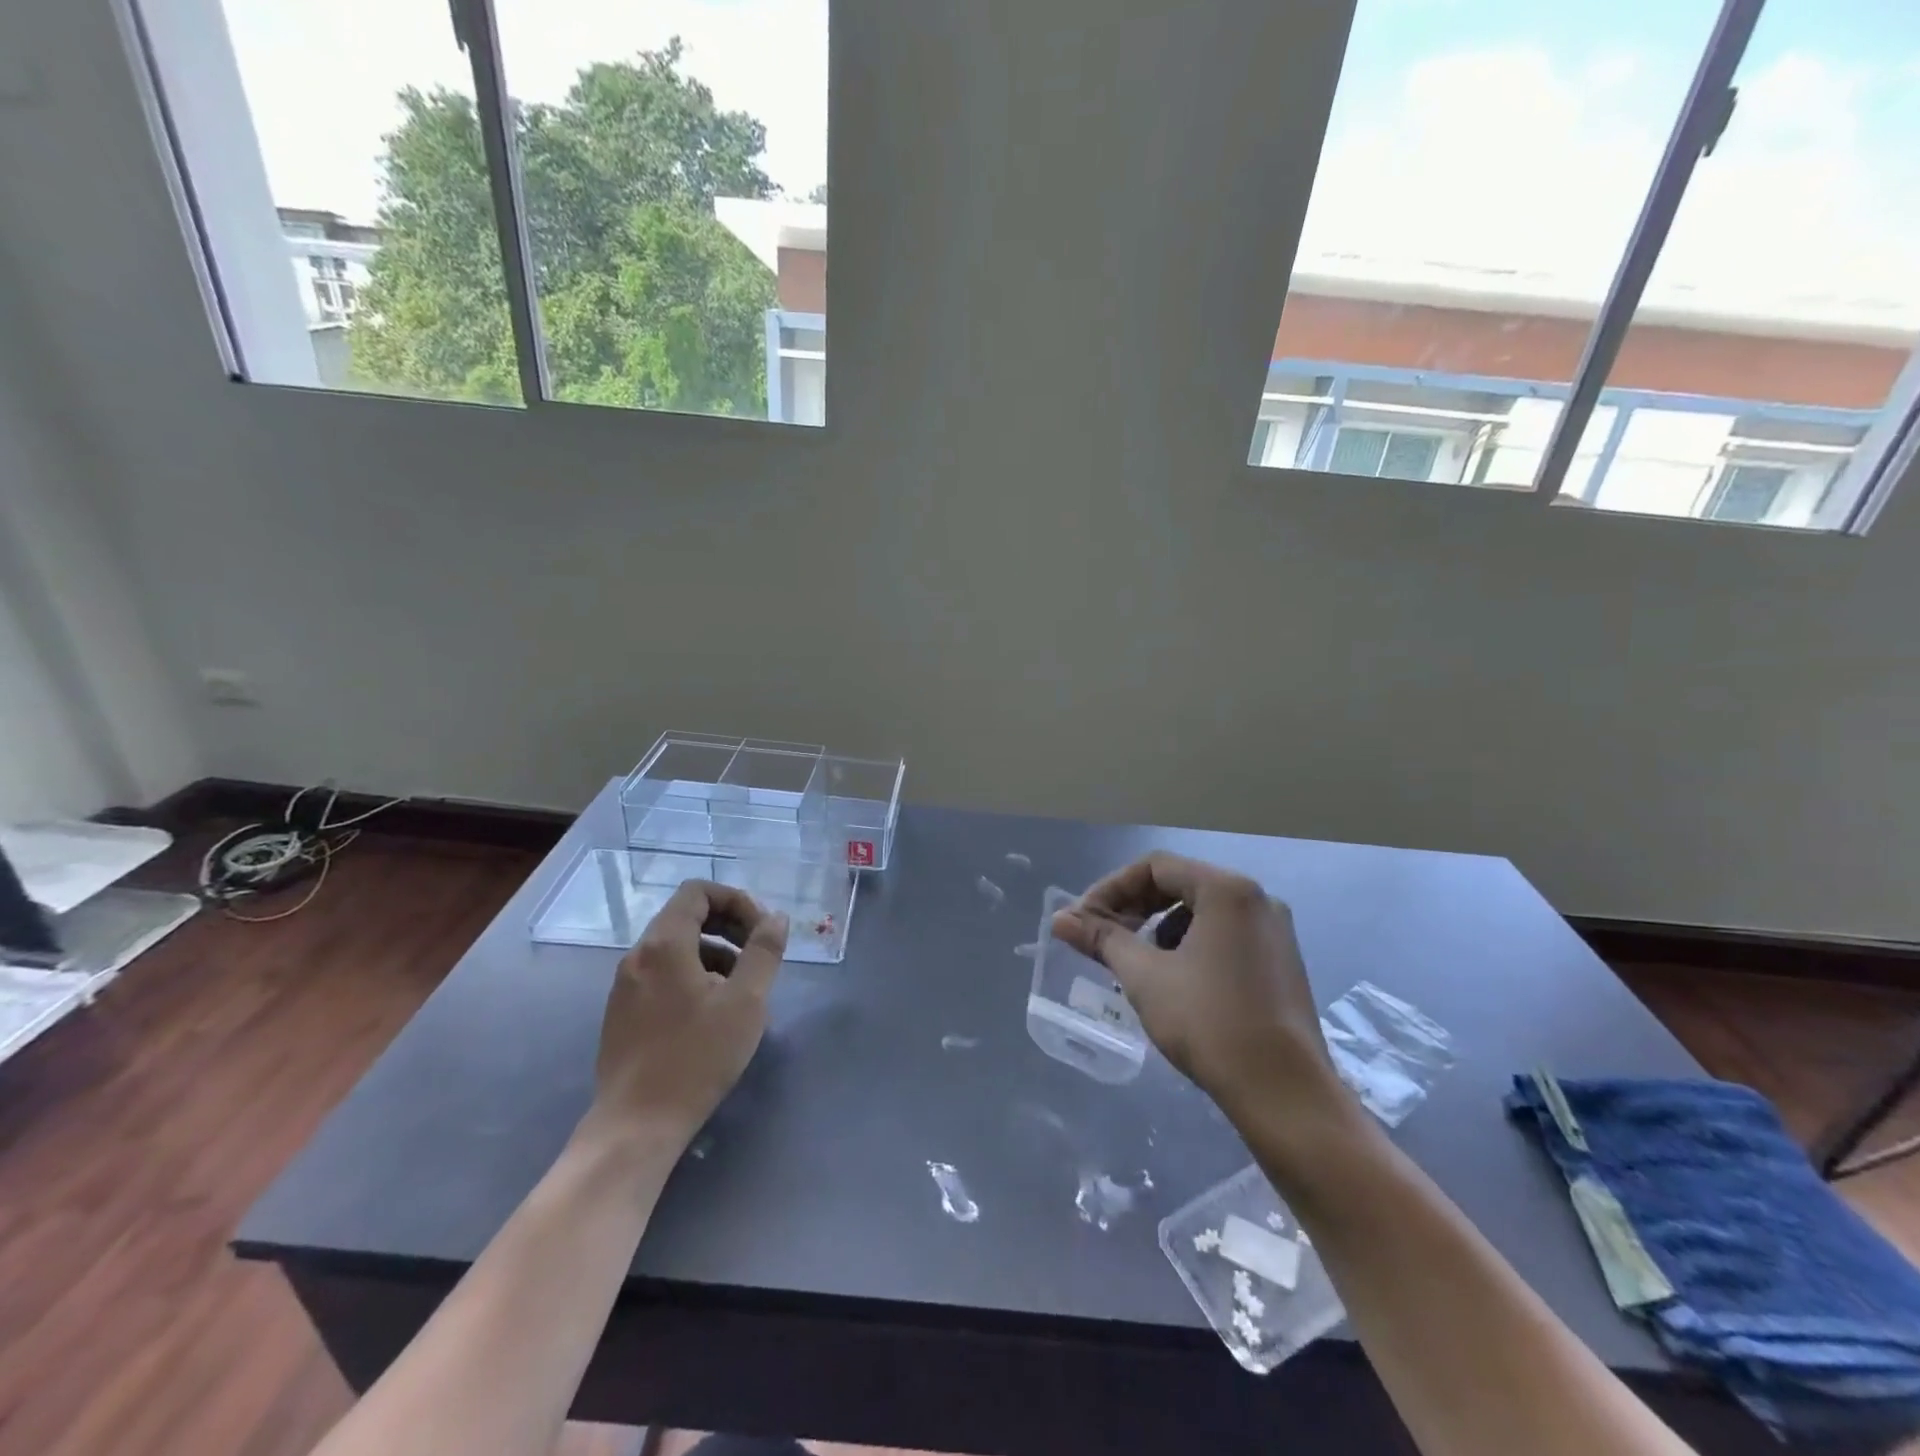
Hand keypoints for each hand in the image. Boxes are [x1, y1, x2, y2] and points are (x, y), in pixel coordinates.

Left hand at [585, 881, 787, 1145]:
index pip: (698, 892)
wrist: (636, 1125)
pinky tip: (714, 1013)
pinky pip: (663, 974)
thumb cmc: (697, 1057)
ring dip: (714, 952)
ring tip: (742, 987)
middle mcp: (638, 955)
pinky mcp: (622, 1013)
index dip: (736, 900)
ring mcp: (625, 986)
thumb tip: (776, 918)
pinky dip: (693, 975)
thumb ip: (764, 951)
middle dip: (729, 926)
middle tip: (758, 954)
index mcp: (664, 944)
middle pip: (686, 916)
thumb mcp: (746, 1001)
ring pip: (676, 947)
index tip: (761, 930)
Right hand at [1052, 852, 1352, 1130]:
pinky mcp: (1280, 962)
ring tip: (1136, 965)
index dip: (1111, 888)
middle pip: (1180, 884)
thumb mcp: (1145, 977)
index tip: (1083, 920)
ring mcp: (1273, 931)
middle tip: (1102, 939)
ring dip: (1159, 929)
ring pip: (1201, 912)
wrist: (1284, 1094)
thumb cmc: (1209, 1023)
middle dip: (1134, 908)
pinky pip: (1224, 935)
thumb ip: (1102, 939)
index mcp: (1227, 890)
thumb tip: (1059, 919)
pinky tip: (1175, 982)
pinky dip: (1189, 946)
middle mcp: (1256, 899)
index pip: (1155, 867)